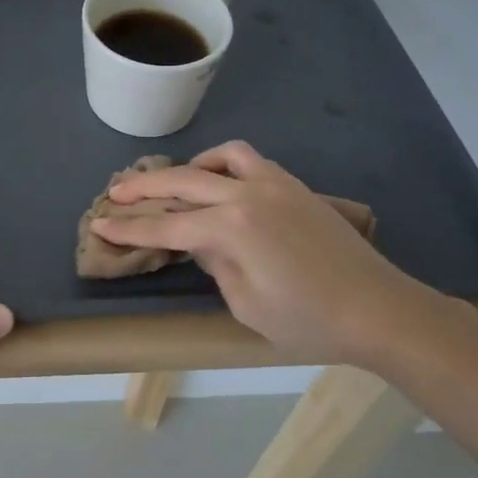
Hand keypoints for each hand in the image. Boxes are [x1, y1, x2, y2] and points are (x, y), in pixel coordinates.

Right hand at [89, 140, 443, 363]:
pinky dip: (224, 164)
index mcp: (230, 228)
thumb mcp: (245, 303)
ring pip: (218, 158)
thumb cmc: (308, 319)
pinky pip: (249, 161)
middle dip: (142, 189)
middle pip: (181, 182)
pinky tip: (220, 181)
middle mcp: (246, 194)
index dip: (128, 228)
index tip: (99, 225)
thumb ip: (213, 263)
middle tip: (113, 193)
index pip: (165, 225)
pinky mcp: (293, 185)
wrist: (378, 308)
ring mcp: (272, 183)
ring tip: (172, 183)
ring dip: (187, 168)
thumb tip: (199, 241)